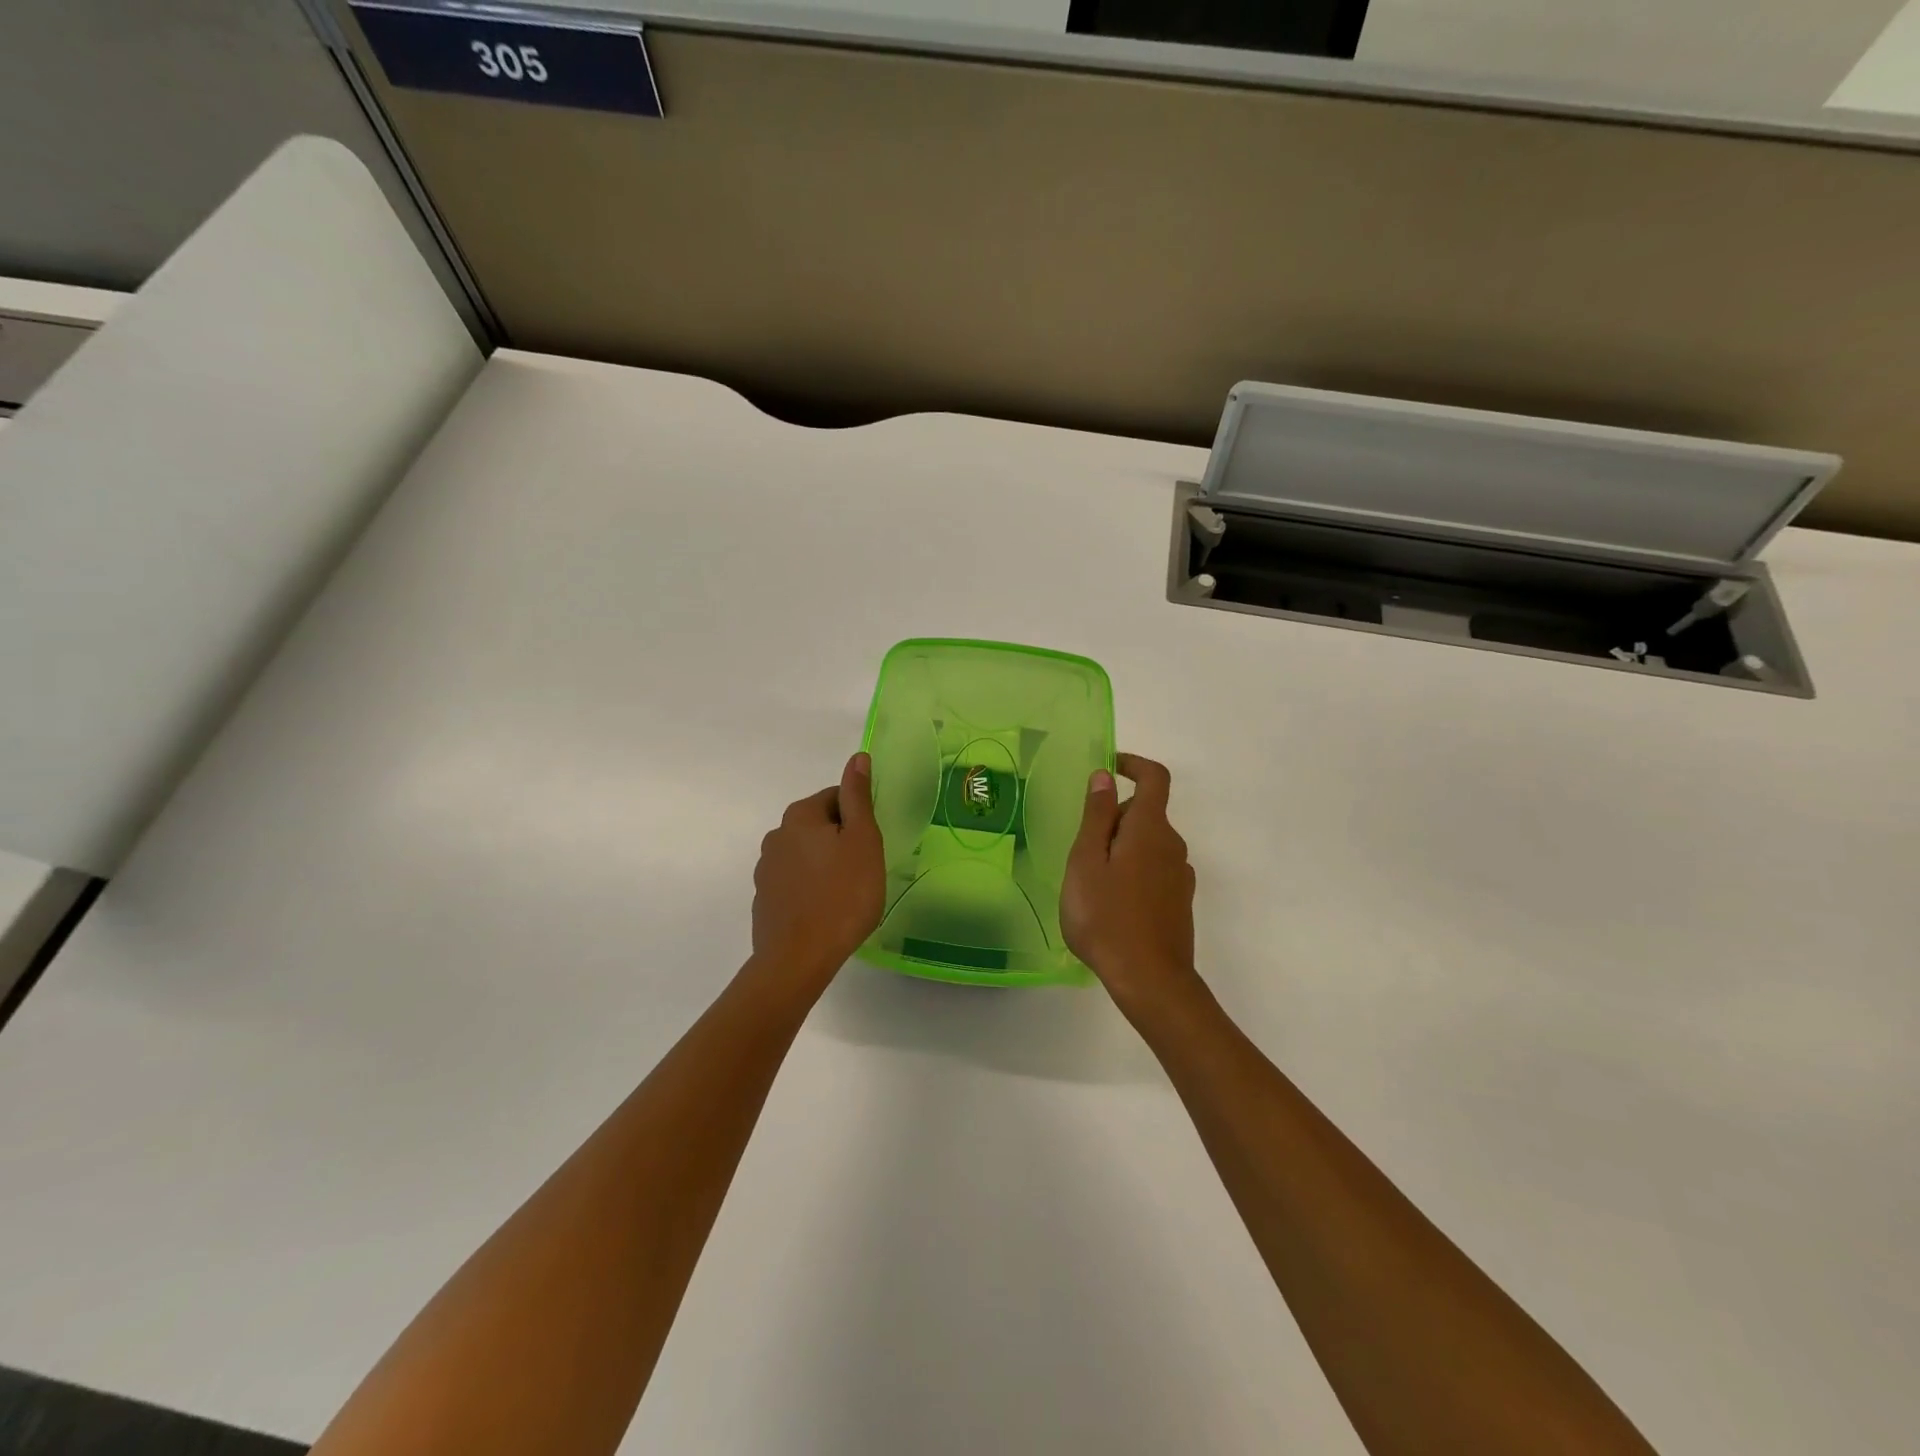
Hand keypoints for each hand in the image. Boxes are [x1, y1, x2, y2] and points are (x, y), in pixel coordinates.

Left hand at [751, 753, 885, 990]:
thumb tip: (858, 758)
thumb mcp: (863, 840)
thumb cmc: (842, 895)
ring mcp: (766, 868)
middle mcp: (777, 834)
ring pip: (807, 854)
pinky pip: (795, 881)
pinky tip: (826, 911)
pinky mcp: (765, 898)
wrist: (798, 959)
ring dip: (826, 865)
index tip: (871, 846)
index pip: (837, 797)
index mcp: (801, 815)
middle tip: (864, 871)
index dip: (859, 819)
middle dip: (842, 841)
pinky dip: (811, 888)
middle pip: (820, 825)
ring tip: (846, 894)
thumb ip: (858, 797)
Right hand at [1061, 753, 1198, 1011]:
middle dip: (1113, 817)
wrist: (1150, 980)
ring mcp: (1180, 875)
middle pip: (1145, 812)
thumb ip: (1096, 816)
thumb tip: (1104, 776)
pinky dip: (1132, 870)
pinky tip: (1111, 903)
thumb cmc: (1106, 916)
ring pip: (1148, 843)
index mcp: (1150, 829)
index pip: (1154, 778)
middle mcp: (1172, 845)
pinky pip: (1154, 869)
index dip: (1133, 764)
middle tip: (1081, 850)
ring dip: (1121, 848)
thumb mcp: (1086, 862)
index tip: (1108, 767)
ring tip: (1091, 882)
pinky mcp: (1179, 901)